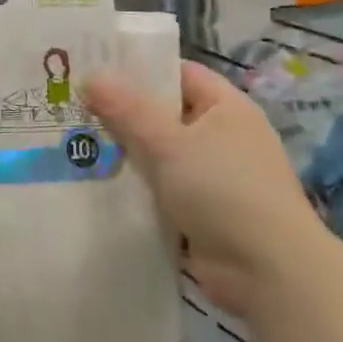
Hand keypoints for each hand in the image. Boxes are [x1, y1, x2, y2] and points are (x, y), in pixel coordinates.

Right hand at [86, 61, 316, 315]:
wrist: (269, 274)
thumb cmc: (224, 191)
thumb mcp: (169, 144)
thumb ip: (127, 110)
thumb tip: (90, 75)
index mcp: (225, 107)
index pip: (178, 73)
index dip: (138, 68)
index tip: (94, 67)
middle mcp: (222, 136)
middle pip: (164, 114)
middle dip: (122, 113)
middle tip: (73, 106)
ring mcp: (213, 176)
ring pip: (159, 154)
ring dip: (125, 153)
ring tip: (73, 143)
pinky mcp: (202, 212)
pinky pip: (161, 189)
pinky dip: (136, 187)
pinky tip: (96, 185)